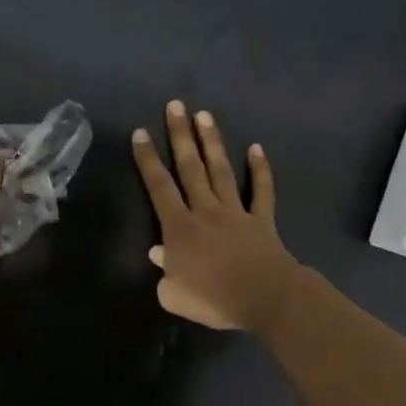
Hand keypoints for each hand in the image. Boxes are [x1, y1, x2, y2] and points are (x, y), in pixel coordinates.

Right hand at [131, 101, 304, 330]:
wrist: (265, 298)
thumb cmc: (214, 299)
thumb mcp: (174, 295)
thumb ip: (164, 273)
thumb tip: (160, 254)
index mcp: (179, 228)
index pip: (159, 187)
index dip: (147, 160)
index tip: (140, 133)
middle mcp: (205, 211)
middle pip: (190, 168)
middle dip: (180, 135)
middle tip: (175, 105)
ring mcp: (236, 212)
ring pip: (221, 171)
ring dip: (212, 142)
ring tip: (204, 115)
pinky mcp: (261, 220)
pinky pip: (262, 191)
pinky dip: (261, 170)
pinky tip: (256, 148)